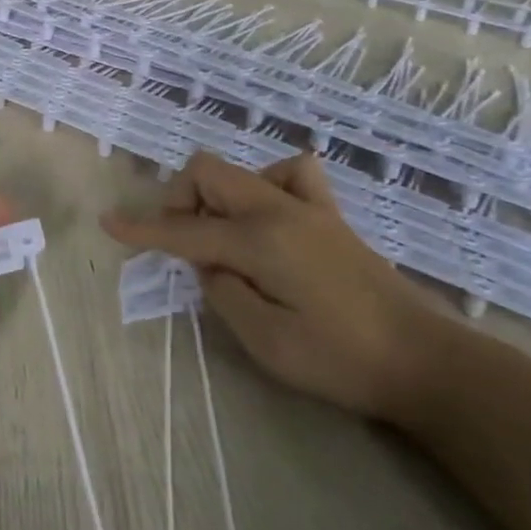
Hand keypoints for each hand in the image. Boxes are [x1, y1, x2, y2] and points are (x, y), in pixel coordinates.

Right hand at [102, 151, 443, 420]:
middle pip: (209, 172)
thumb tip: (207, 264)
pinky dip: (263, 188)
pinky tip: (267, 220)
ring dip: (219, 196)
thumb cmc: (339, 359)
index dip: (142, 229)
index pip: (184, 230)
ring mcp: (309, 207)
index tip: (109, 223)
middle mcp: (280, 208)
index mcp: (260, 239)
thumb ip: (222, 293)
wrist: (421, 359)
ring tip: (223, 239)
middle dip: (180, 201)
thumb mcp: (265, 340)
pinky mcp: (329, 217)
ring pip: (243, 170)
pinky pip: (289, 175)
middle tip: (181, 247)